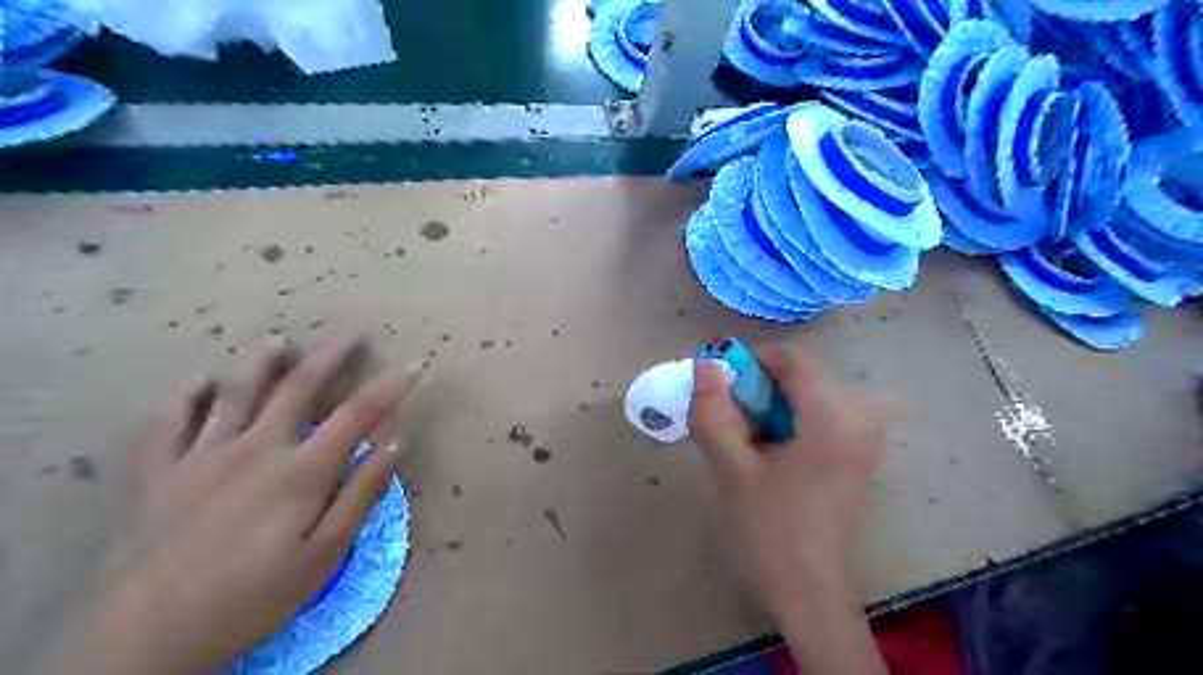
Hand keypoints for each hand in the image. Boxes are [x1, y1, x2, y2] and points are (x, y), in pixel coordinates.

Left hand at [43, 333, 417, 673]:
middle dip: (330, 356)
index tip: (411, 366)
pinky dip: (187, 396)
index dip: (388, 387)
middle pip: (298, 388)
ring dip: (260, 361)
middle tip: (350, 333)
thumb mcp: (324, 555)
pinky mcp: (157, 471)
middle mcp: (254, 448)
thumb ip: (361, 494)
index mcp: (300, 471)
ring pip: (234, 392)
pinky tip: (199, 383)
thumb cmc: (253, 597)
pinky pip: (169, 421)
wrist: (146, 636)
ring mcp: (200, 455)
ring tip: (275, 339)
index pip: (356, 415)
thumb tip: (393, 443)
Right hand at [685, 346, 891, 672]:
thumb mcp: (732, 468)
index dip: (752, 361)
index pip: (793, 358)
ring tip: (746, 440)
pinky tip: (770, 452)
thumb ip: (714, 412)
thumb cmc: (770, 529)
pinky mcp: (859, 451)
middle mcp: (859, 416)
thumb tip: (704, 365)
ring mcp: (864, 434)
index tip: (721, 386)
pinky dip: (788, 420)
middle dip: (759, 388)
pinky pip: (819, 414)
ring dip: (771, 405)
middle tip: (729, 420)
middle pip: (801, 376)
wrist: (810, 589)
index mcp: (833, 416)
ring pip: (808, 394)